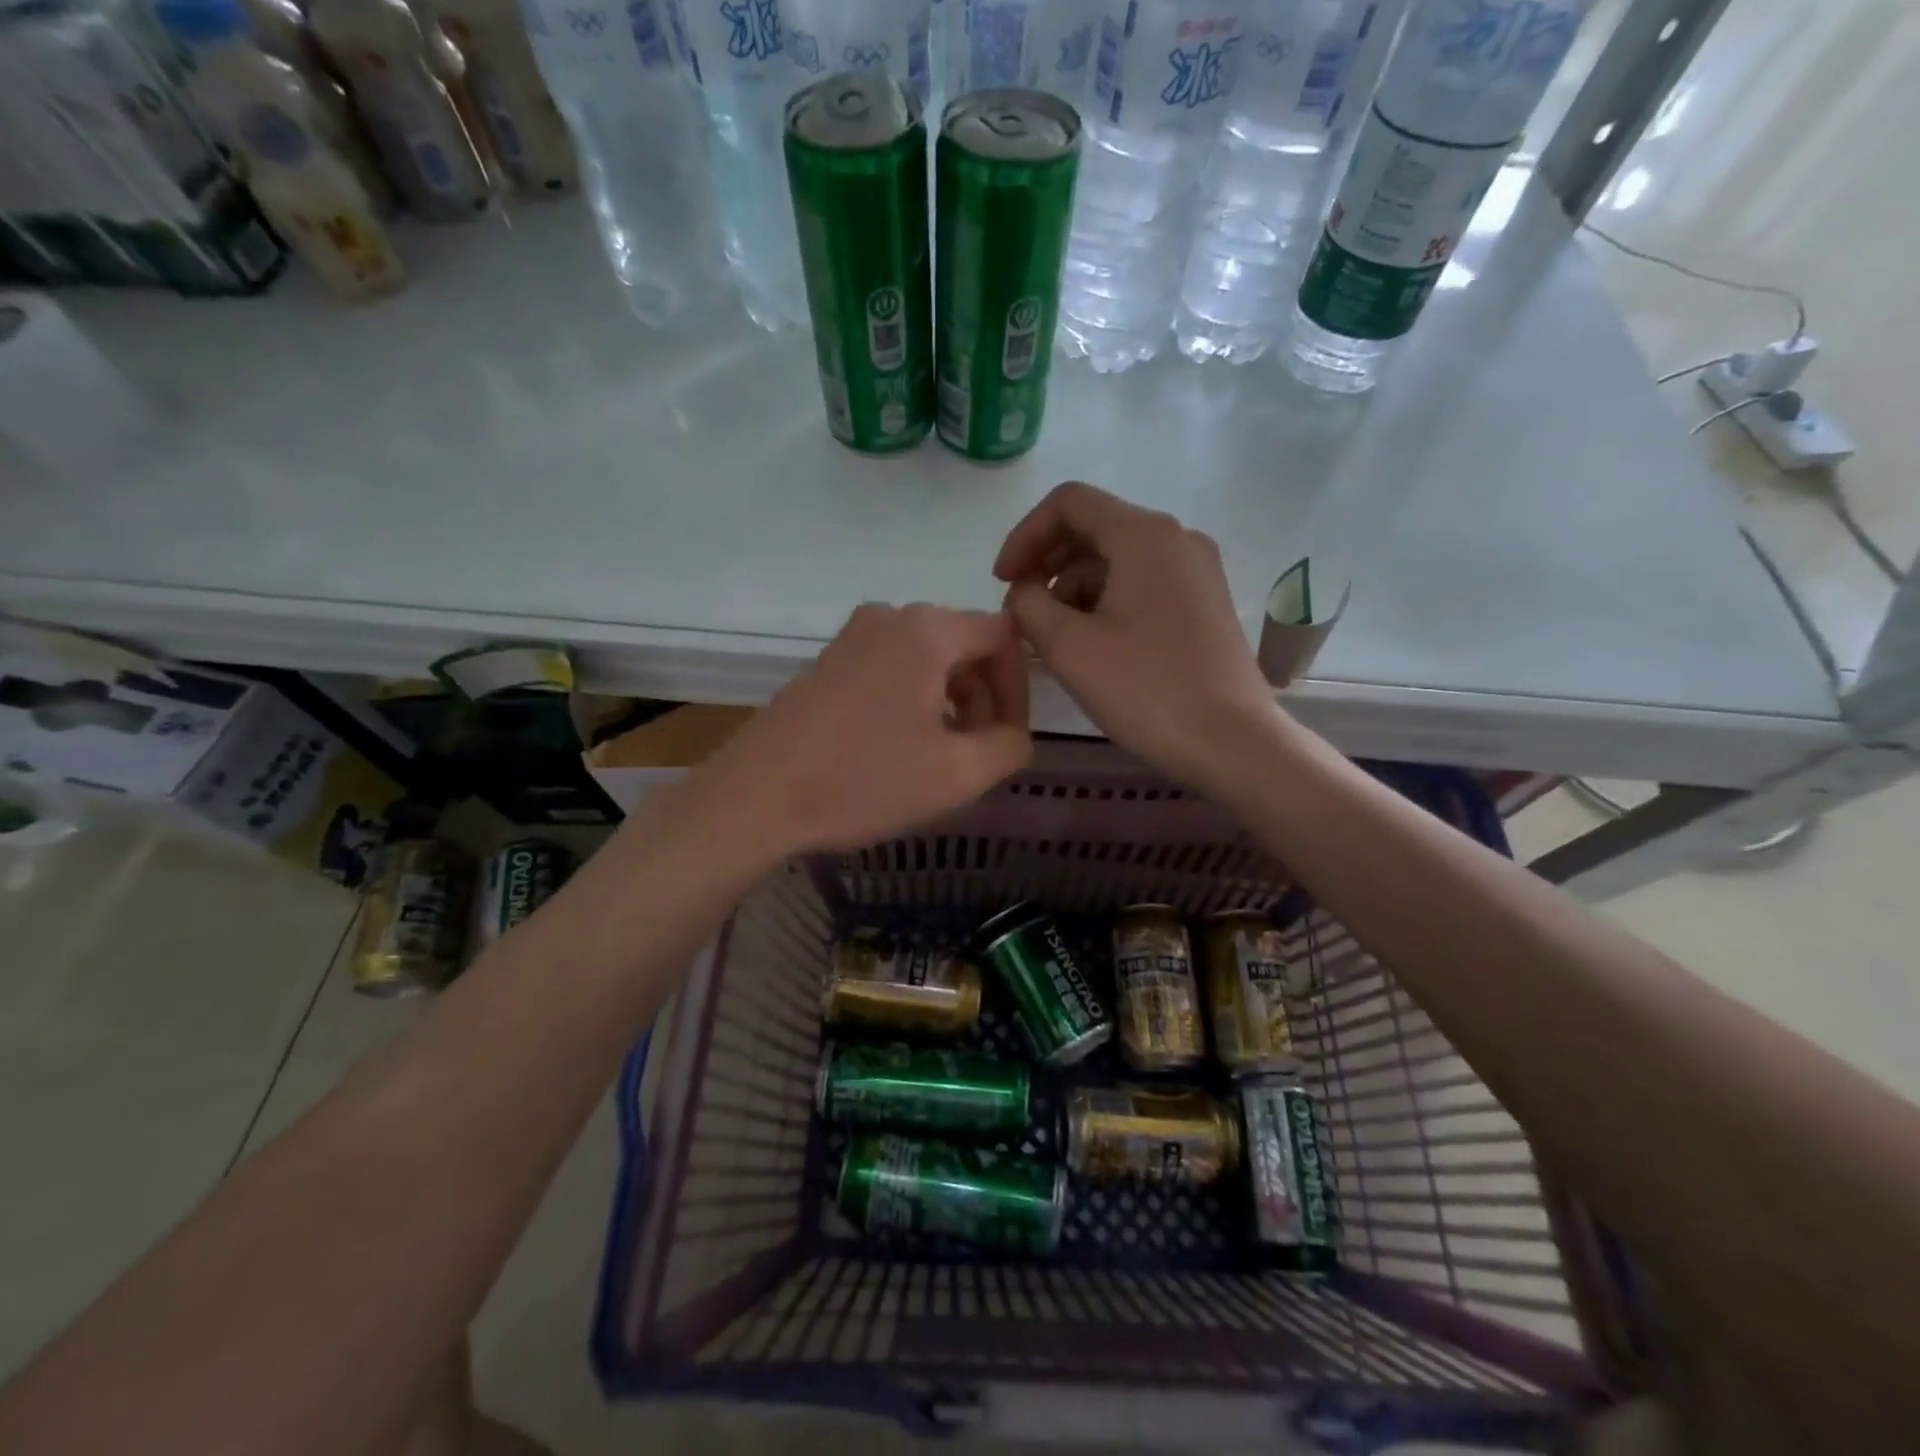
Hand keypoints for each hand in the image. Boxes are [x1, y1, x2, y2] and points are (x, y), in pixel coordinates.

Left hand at [691, 603, 1031, 856]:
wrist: (755, 797)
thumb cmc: (862, 781)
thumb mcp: (957, 774)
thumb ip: (1010, 745)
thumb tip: (1012, 732)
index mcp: (927, 630)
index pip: (1003, 636)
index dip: (1018, 687)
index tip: (1009, 737)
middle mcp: (890, 616)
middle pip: (965, 644)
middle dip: (983, 696)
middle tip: (977, 752)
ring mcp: (852, 636)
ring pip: (928, 658)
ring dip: (950, 701)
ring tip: (941, 755)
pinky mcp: (828, 661)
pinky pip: (892, 667)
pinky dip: (913, 699)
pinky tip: (899, 746)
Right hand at [995, 481, 1275, 789]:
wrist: (1232, 742)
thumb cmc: (1145, 689)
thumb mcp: (1068, 647)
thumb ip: (1028, 604)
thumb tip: (1024, 592)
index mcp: (1143, 534)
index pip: (1068, 503)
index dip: (1024, 536)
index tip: (1002, 582)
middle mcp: (1176, 538)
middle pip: (1095, 527)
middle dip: (1048, 564)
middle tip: (1023, 611)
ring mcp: (1197, 570)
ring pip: (1118, 559)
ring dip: (1075, 588)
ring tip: (1055, 637)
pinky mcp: (1205, 602)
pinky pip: (1143, 583)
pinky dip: (1106, 601)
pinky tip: (1093, 645)